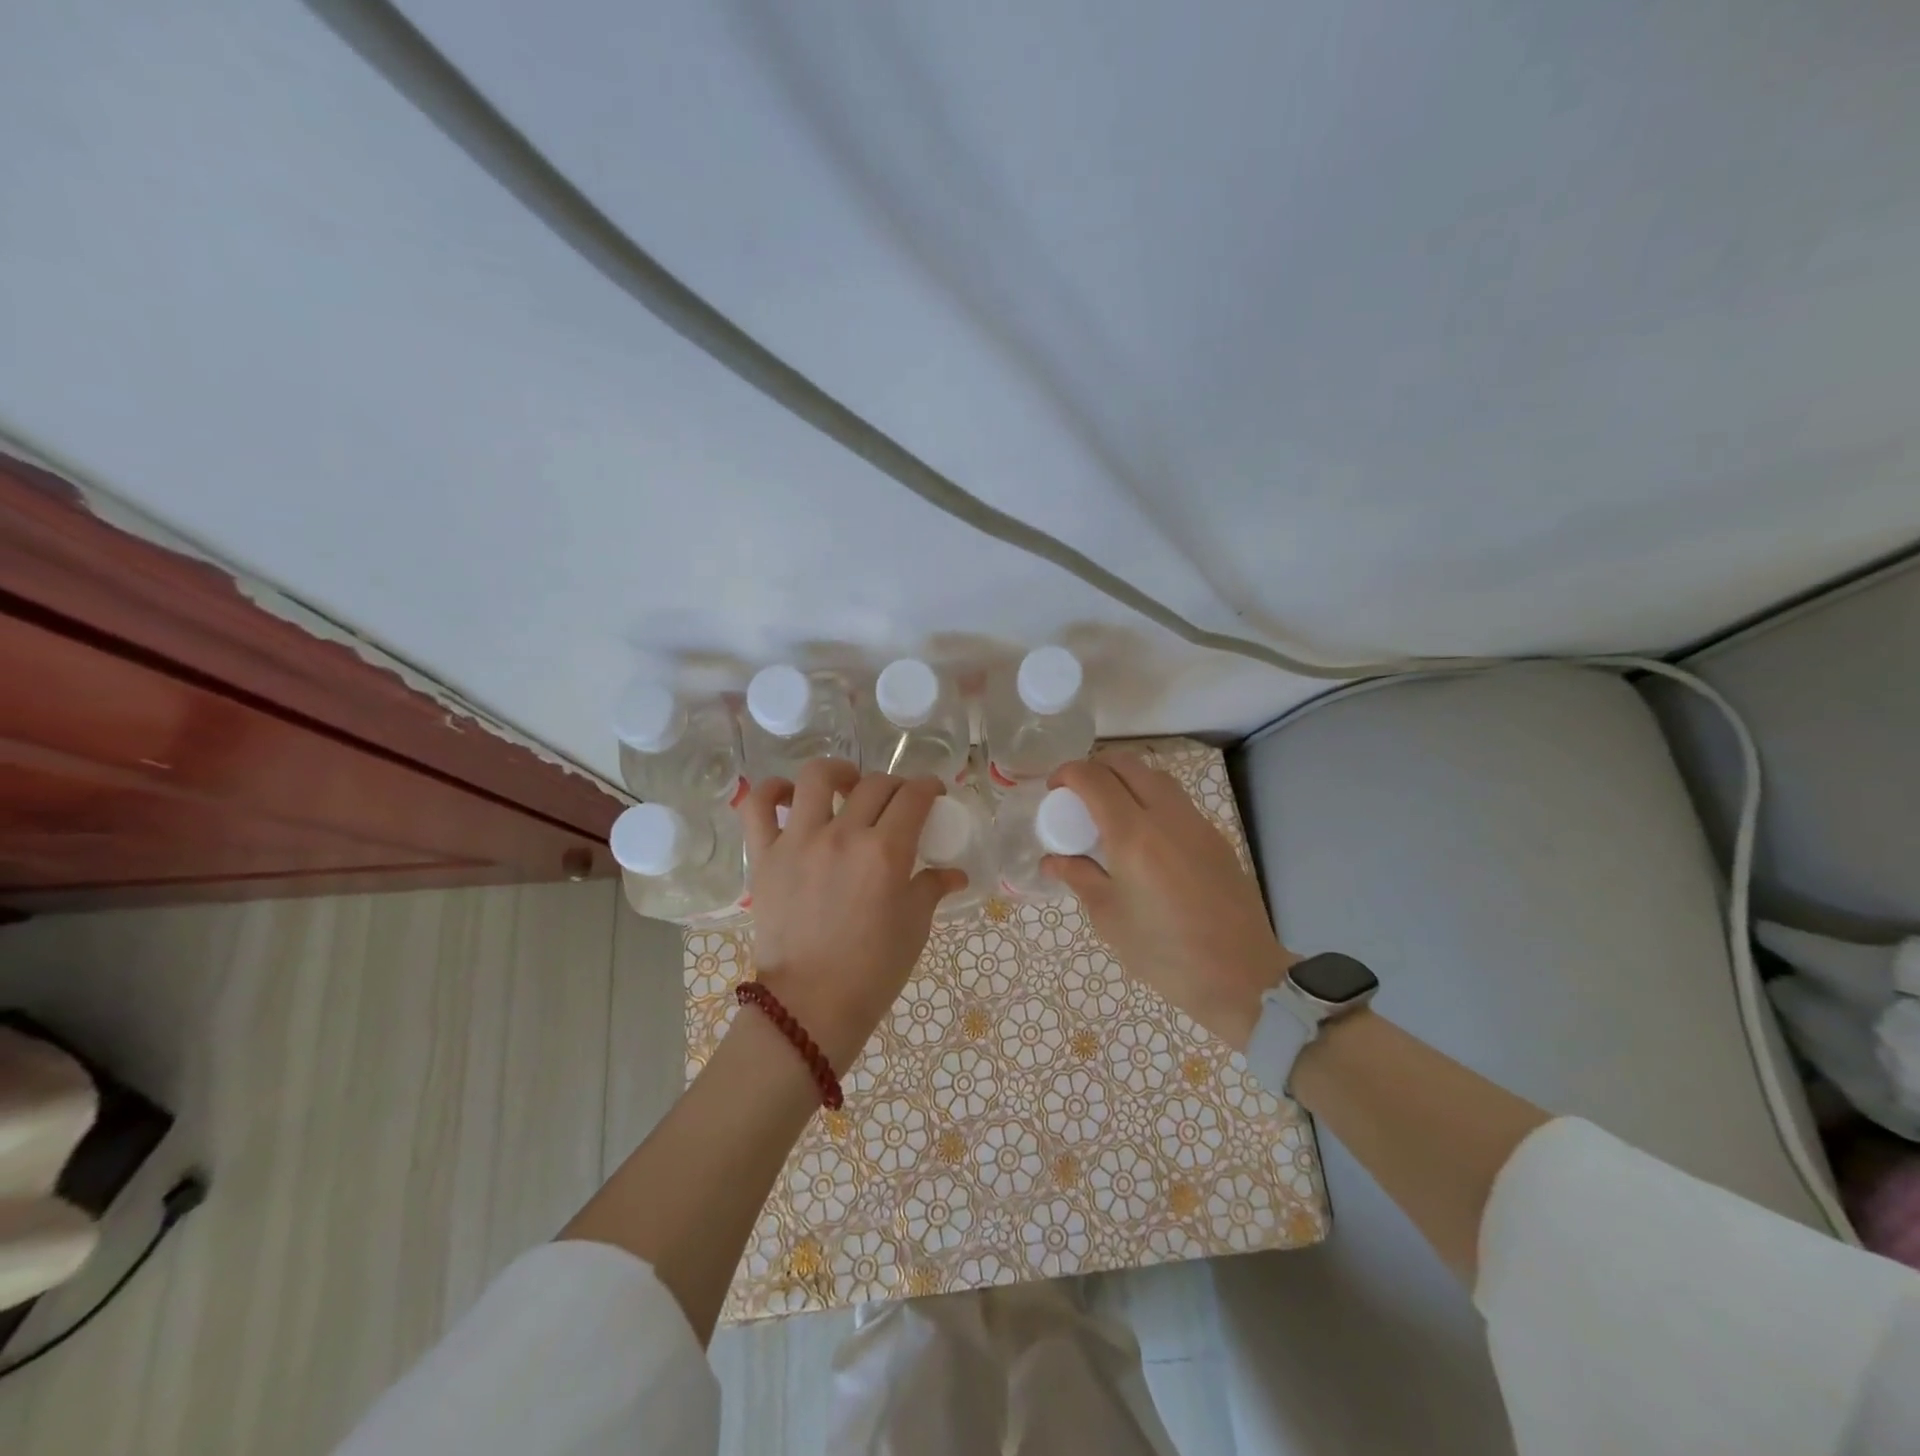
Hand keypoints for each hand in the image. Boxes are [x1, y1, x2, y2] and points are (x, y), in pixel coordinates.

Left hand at [739, 760, 964, 1070]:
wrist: (811, 1007)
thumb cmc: (872, 971)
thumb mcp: (914, 927)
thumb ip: (932, 888)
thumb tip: (954, 874)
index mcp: (886, 852)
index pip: (913, 797)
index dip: (928, 786)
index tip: (932, 792)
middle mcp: (843, 835)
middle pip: (875, 784)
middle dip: (895, 785)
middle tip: (897, 802)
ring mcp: (799, 841)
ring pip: (817, 777)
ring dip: (839, 773)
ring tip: (846, 786)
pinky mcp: (765, 856)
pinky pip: (757, 806)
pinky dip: (771, 792)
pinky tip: (788, 797)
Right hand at [1045, 753, 1296, 1049]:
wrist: (1241, 978)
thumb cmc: (1164, 953)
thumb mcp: (1109, 917)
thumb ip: (1078, 877)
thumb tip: (1052, 860)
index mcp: (1134, 835)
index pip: (1094, 779)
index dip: (1067, 774)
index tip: (1053, 790)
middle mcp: (1167, 817)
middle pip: (1128, 765)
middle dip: (1096, 768)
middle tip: (1077, 795)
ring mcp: (1197, 824)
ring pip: (1156, 778)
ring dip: (1126, 780)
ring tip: (1109, 811)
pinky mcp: (1215, 839)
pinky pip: (1177, 802)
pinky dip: (1151, 801)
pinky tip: (1144, 836)